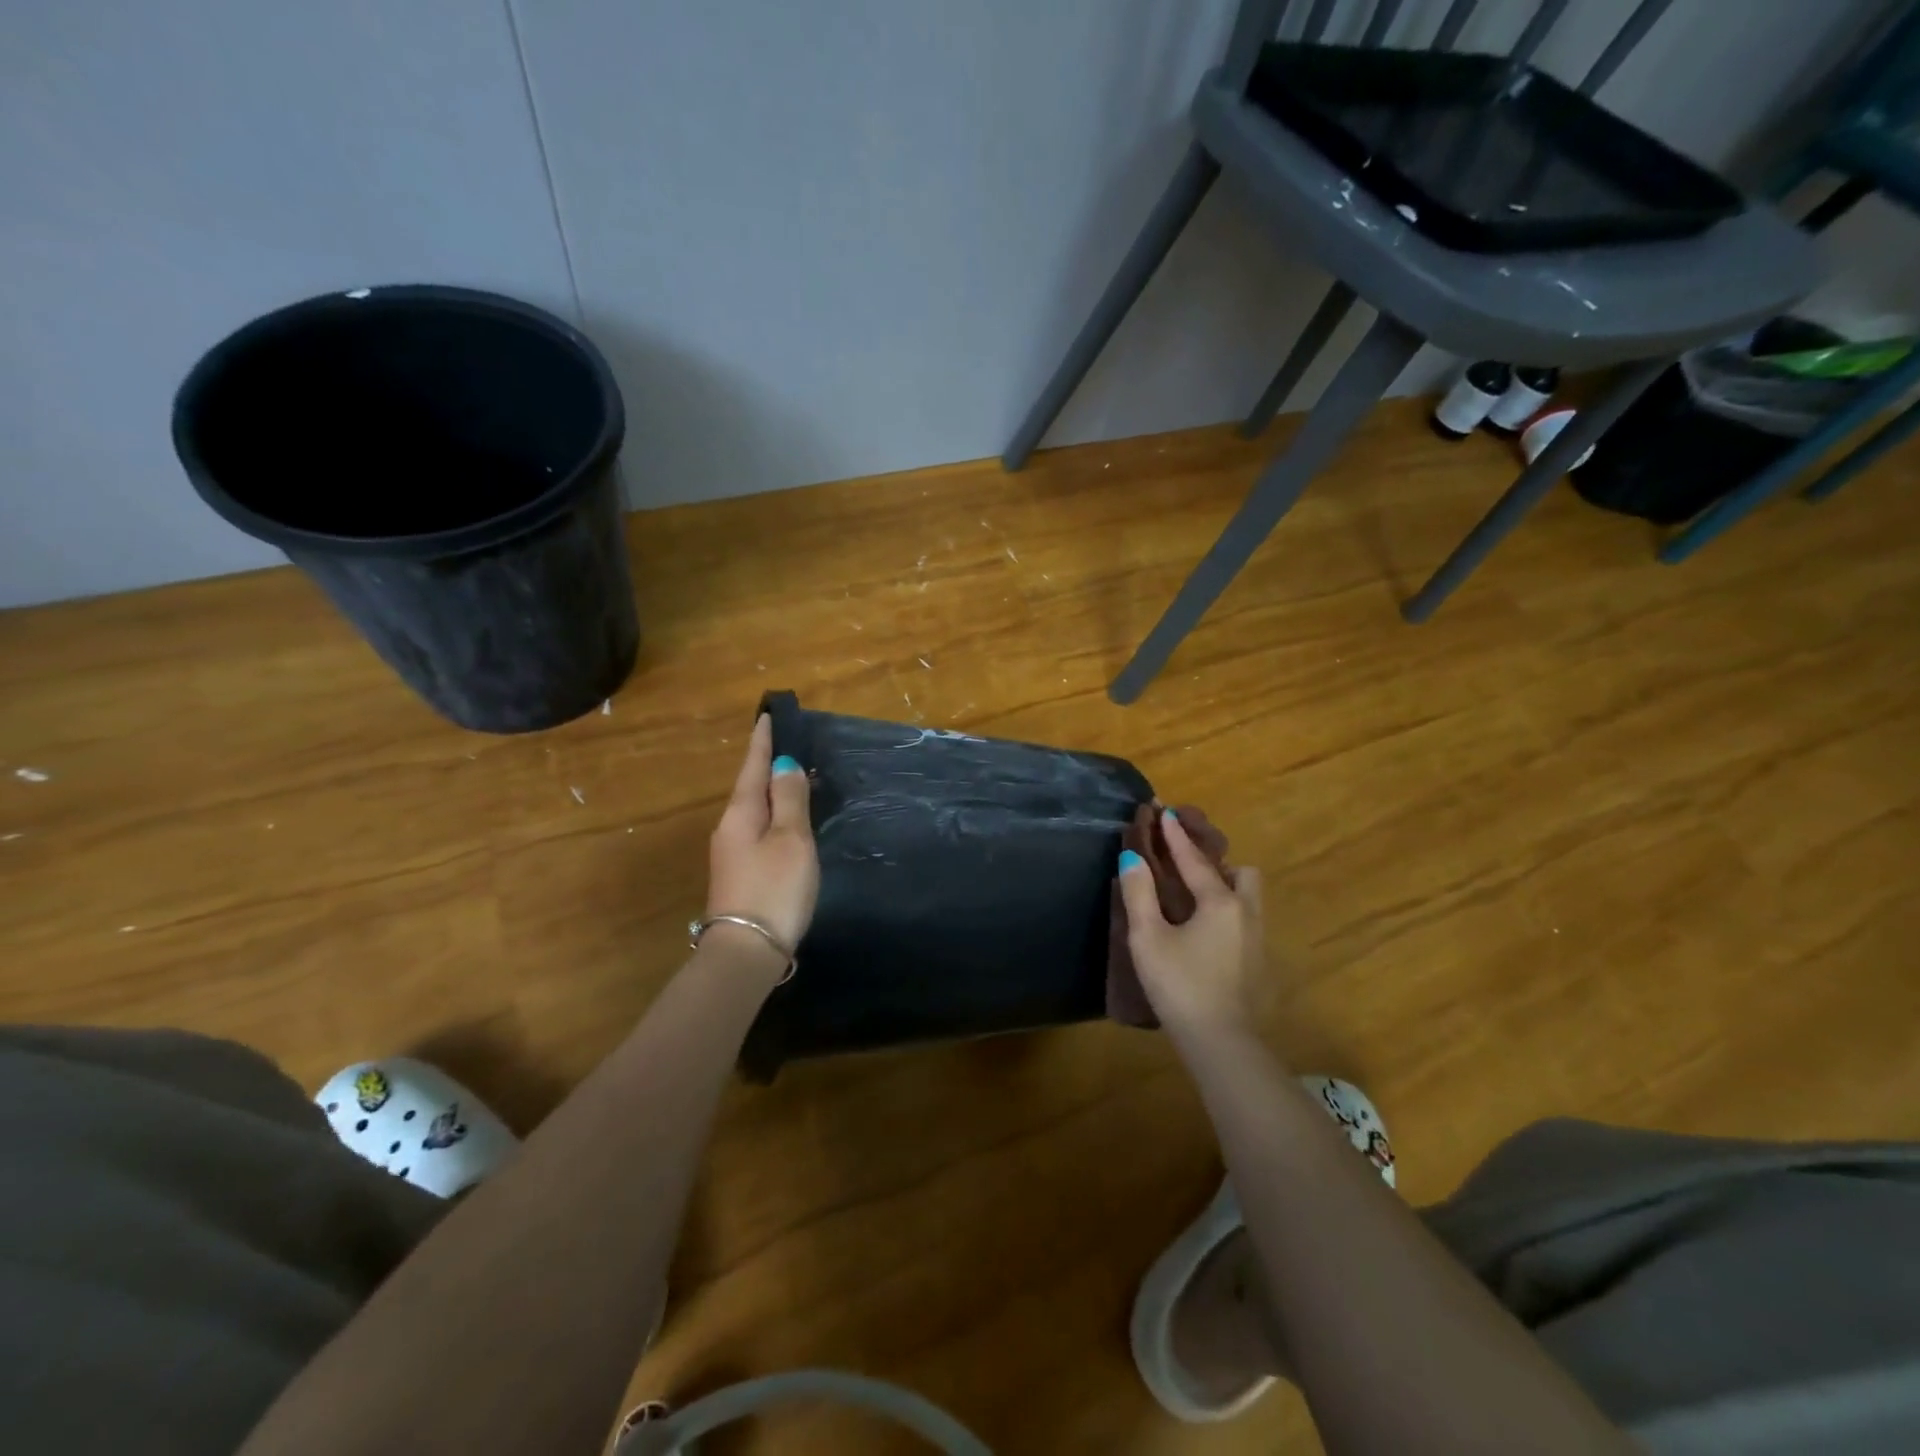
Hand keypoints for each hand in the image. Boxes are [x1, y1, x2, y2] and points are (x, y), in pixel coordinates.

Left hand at [706, 714, 818, 955]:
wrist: (747, 951)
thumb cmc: (774, 888)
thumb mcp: (791, 839)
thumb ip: (790, 800)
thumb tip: (784, 764)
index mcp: (741, 813)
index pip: (753, 766)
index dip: (763, 741)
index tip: (767, 715)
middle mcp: (730, 827)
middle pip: (751, 787)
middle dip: (768, 764)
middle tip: (789, 744)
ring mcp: (732, 853)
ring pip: (755, 810)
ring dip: (773, 792)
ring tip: (795, 778)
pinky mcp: (740, 873)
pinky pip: (759, 830)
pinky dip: (775, 816)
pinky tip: (788, 821)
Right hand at [1117, 809, 1264, 1034]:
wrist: (1221, 1042)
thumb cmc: (1180, 985)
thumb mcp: (1148, 938)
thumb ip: (1139, 894)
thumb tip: (1133, 858)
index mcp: (1219, 902)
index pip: (1194, 860)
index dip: (1176, 836)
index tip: (1166, 811)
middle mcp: (1245, 913)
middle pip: (1239, 873)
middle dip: (1215, 862)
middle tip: (1186, 866)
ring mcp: (1257, 939)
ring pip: (1247, 898)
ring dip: (1225, 887)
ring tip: (1195, 897)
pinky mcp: (1258, 963)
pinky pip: (1244, 920)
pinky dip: (1227, 911)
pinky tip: (1206, 931)